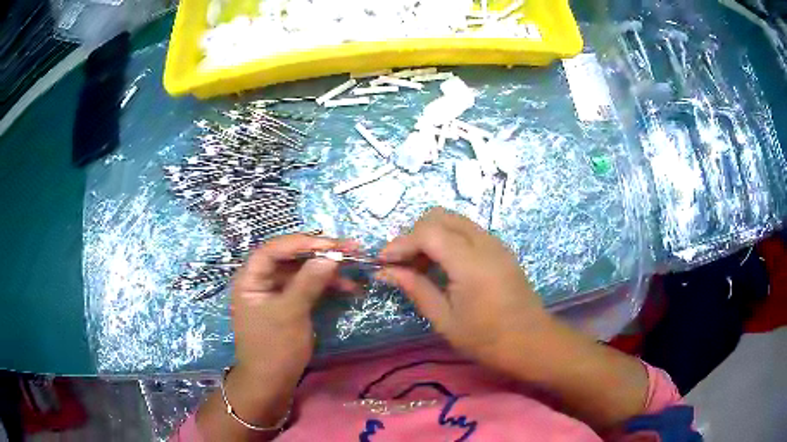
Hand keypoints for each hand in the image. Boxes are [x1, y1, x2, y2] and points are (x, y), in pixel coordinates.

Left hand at [231, 234, 357, 385]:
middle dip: (320, 253)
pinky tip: (347, 288)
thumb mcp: (290, 314)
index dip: (302, 242)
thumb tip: (331, 257)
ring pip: (302, 272)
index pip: (274, 249)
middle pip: (290, 258)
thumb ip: (308, 283)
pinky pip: (307, 287)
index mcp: (250, 278)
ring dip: (327, 269)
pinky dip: (325, 286)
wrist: (271, 383)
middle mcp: (261, 280)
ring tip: (354, 267)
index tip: (332, 244)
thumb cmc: (274, 348)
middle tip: (350, 249)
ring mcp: (275, 292)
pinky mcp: (288, 304)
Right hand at [377, 208, 553, 369]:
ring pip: (453, 219)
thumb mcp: (445, 320)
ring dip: (430, 234)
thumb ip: (416, 289)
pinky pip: (467, 230)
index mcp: (470, 263)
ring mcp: (494, 243)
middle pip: (439, 216)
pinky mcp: (499, 248)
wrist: (531, 341)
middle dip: (414, 233)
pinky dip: (447, 238)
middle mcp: (484, 243)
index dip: (401, 243)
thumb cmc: (486, 339)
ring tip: (418, 264)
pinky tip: (441, 265)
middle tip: (402, 262)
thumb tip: (386, 272)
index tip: (383, 261)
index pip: (428, 233)